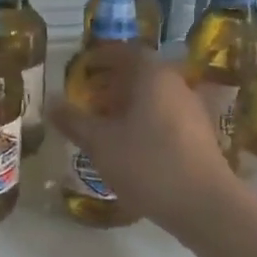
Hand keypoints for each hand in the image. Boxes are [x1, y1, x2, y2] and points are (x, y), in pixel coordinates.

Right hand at [46, 44, 235, 237]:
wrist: (205, 205)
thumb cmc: (147, 164)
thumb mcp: (100, 143)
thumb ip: (74, 120)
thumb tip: (51, 102)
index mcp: (152, 75)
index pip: (124, 51)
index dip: (100, 57)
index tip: (80, 69)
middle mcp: (176, 84)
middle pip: (140, 73)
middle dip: (112, 83)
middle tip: (86, 98)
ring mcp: (192, 109)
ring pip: (154, 96)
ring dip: (128, 104)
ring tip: (103, 124)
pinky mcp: (200, 135)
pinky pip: (165, 116)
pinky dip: (144, 121)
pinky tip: (130, 145)